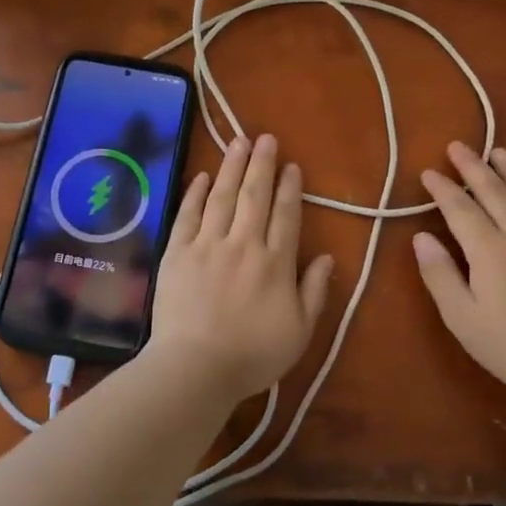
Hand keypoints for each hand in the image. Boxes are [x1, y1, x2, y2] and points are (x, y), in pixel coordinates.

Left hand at [144, 134, 335, 402]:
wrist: (195, 367)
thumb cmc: (252, 355)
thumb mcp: (299, 331)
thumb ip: (315, 292)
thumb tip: (328, 256)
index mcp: (275, 263)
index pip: (286, 216)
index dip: (290, 188)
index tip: (292, 166)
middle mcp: (243, 244)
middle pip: (254, 196)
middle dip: (262, 164)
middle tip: (266, 138)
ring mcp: (207, 245)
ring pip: (221, 197)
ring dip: (231, 167)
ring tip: (238, 142)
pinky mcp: (177, 252)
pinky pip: (187, 215)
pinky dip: (195, 193)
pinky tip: (201, 176)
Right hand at [412, 142, 505, 399]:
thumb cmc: (505, 345)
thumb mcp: (459, 315)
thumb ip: (439, 273)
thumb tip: (421, 237)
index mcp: (489, 250)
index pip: (461, 209)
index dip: (443, 189)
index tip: (427, 171)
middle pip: (495, 193)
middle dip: (474, 168)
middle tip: (459, 146)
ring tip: (501, 152)